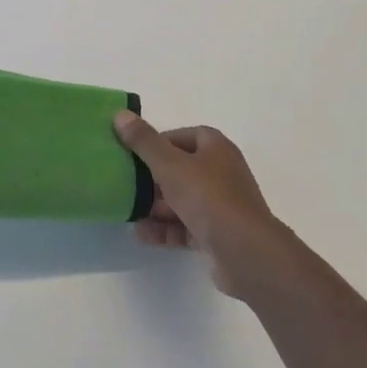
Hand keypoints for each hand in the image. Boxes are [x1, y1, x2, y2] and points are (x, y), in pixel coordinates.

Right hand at [113, 113, 295, 298]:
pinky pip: (185, 227)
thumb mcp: (170, 165)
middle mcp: (222, 174)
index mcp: (217, 150)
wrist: (246, 252)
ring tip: (129, 211)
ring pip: (182, 200)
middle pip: (182, 169)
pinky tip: (142, 234)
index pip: (188, 136)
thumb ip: (144, 142)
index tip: (136, 151)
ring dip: (156, 206)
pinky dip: (165, 229)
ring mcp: (221, 206)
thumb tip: (120, 115)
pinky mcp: (217, 235)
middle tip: (127, 182)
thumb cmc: (208, 198)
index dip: (162, 140)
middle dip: (153, 177)